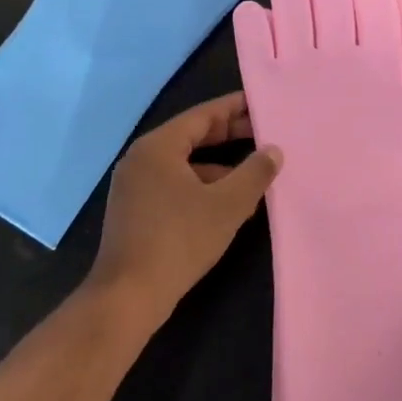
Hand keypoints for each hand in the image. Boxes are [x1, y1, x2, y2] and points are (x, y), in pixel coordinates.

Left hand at [85, 92, 281, 330]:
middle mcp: (141, 159)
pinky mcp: (135, 211)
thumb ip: (255, 172)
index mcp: (158, 147)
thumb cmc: (179, 240)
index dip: (234, 108)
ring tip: (254, 172)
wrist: (128, 297)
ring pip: (185, 164)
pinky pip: (174, 184)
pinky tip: (227, 203)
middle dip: (229, 135)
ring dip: (219, 165)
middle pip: (192, 136)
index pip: (202, 115)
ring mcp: (134, 186)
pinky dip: (202, 186)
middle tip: (265, 133)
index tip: (261, 104)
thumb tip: (273, 150)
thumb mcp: (227, 204)